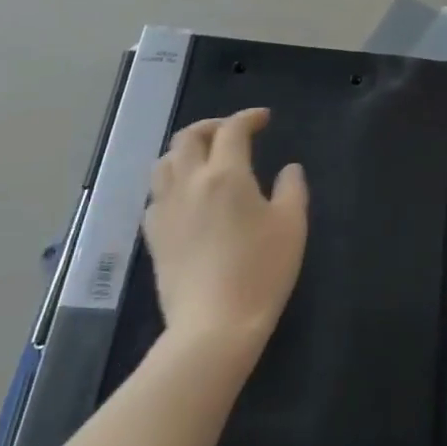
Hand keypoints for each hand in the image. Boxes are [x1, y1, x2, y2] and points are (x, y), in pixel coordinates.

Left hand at [144, 108, 308, 351]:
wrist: (213, 328)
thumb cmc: (261, 271)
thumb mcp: (292, 225)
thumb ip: (292, 188)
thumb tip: (289, 168)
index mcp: (226, 174)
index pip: (232, 129)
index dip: (248, 117)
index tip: (264, 119)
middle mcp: (190, 183)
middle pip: (188, 137)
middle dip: (211, 126)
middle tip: (232, 133)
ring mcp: (166, 210)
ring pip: (164, 163)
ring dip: (185, 151)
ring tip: (204, 159)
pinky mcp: (154, 237)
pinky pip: (155, 196)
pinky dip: (170, 184)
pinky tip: (185, 197)